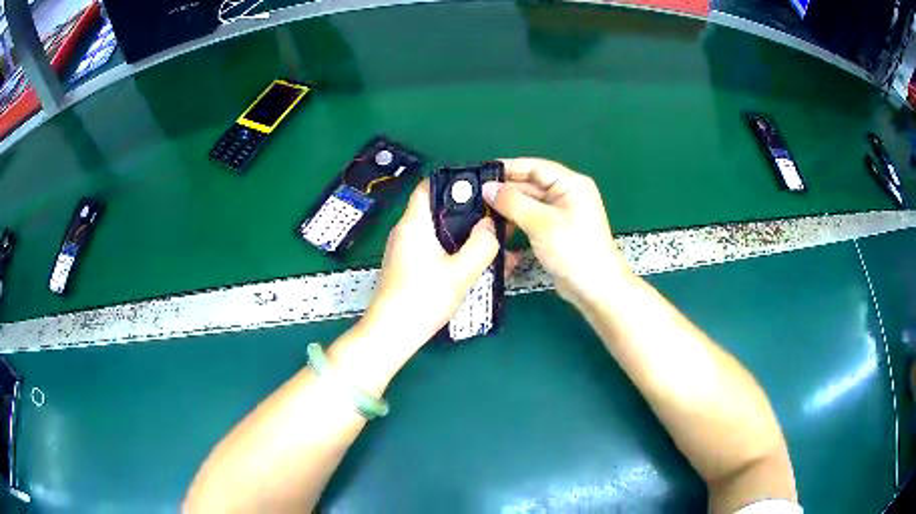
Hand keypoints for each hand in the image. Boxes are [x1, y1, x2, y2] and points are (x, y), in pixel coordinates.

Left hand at [359, 180, 499, 352]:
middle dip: (468, 212)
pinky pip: (435, 249)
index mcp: (414, 223)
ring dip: (465, 234)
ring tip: (493, 241)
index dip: (454, 182)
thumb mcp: (461, 272)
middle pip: (438, 209)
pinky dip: (455, 251)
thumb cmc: (423, 298)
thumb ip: (482, 244)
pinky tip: (477, 263)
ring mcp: (406, 249)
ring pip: (439, 231)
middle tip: (496, 217)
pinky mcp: (409, 266)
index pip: (429, 186)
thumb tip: (490, 225)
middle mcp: (406, 231)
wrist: (393, 333)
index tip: (482, 189)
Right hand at [483, 158, 630, 306]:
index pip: (534, 167)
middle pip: (530, 184)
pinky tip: (498, 229)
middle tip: (475, 198)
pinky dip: (516, 222)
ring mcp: (561, 214)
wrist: (595, 289)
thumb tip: (487, 188)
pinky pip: (531, 220)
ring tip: (483, 214)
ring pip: (529, 203)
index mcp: (571, 184)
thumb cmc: (573, 250)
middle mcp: (566, 194)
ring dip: (508, 209)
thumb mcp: (541, 223)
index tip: (481, 175)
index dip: (508, 168)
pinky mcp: (555, 232)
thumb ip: (512, 202)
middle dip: (505, 191)